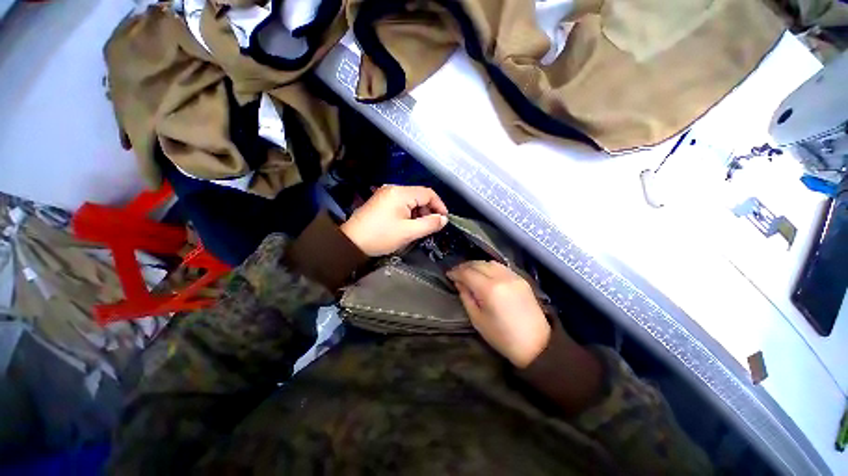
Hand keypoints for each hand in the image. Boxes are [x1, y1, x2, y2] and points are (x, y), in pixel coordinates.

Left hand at [340, 185, 448, 256]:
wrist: (351, 242)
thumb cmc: (381, 236)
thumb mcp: (408, 232)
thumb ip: (429, 224)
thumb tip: (444, 219)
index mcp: (401, 193)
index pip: (428, 193)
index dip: (439, 205)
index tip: (444, 219)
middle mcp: (393, 188)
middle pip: (419, 195)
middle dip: (428, 210)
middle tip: (430, 226)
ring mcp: (385, 193)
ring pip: (411, 199)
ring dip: (418, 212)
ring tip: (418, 227)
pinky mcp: (381, 200)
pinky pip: (401, 203)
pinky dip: (408, 212)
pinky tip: (407, 224)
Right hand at [447, 261, 550, 367]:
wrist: (536, 345)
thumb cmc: (502, 337)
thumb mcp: (477, 320)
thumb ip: (466, 297)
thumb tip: (459, 283)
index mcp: (489, 289)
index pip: (468, 273)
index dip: (456, 272)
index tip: (448, 274)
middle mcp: (502, 277)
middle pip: (478, 264)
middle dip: (465, 266)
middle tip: (457, 273)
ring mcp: (514, 276)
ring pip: (490, 262)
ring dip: (477, 265)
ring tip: (470, 272)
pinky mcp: (522, 279)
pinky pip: (501, 267)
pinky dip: (490, 267)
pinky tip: (485, 273)